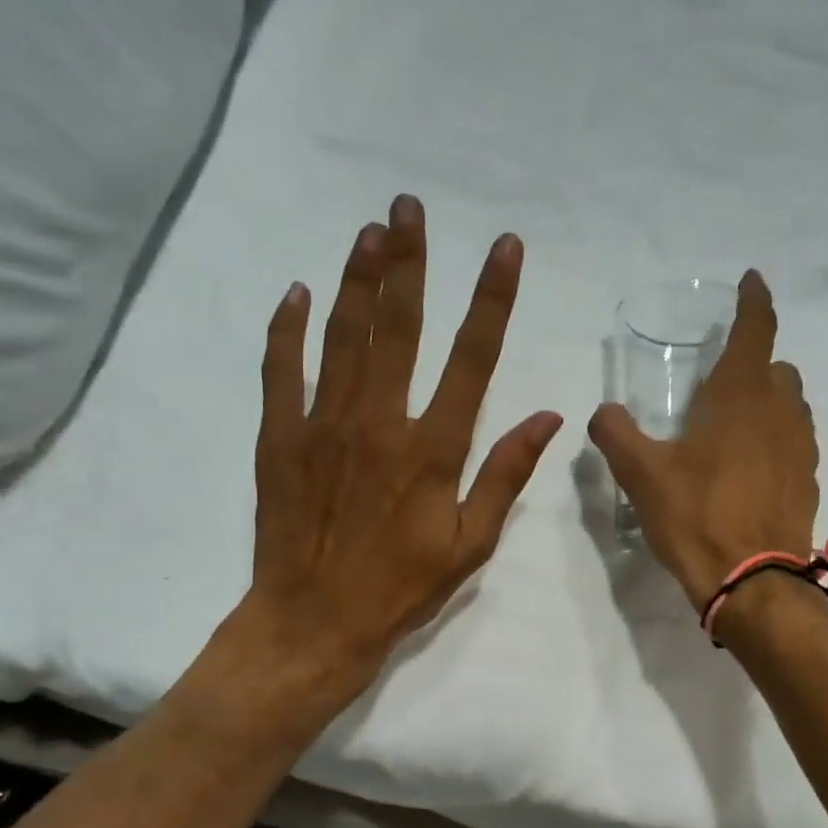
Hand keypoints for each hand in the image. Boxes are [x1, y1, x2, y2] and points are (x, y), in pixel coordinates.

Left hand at [236, 194, 561, 691]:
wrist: (314, 621)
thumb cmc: (401, 588)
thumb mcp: (470, 544)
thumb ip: (505, 475)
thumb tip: (548, 416)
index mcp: (433, 449)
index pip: (472, 358)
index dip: (491, 298)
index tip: (504, 248)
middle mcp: (379, 421)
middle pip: (397, 325)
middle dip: (408, 260)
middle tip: (409, 205)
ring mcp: (323, 424)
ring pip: (342, 335)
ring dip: (357, 278)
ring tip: (369, 230)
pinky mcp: (280, 438)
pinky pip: (282, 369)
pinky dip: (288, 328)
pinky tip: (297, 292)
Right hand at [588, 271, 819, 609]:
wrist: (753, 582)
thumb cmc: (696, 517)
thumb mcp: (642, 475)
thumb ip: (616, 434)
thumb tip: (603, 412)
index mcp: (740, 396)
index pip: (756, 328)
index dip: (754, 300)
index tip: (751, 281)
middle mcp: (780, 412)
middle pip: (777, 369)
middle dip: (755, 364)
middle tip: (722, 383)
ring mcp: (802, 449)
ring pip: (791, 406)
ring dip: (769, 402)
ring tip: (737, 426)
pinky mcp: (809, 483)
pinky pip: (796, 444)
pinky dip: (777, 441)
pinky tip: (752, 469)